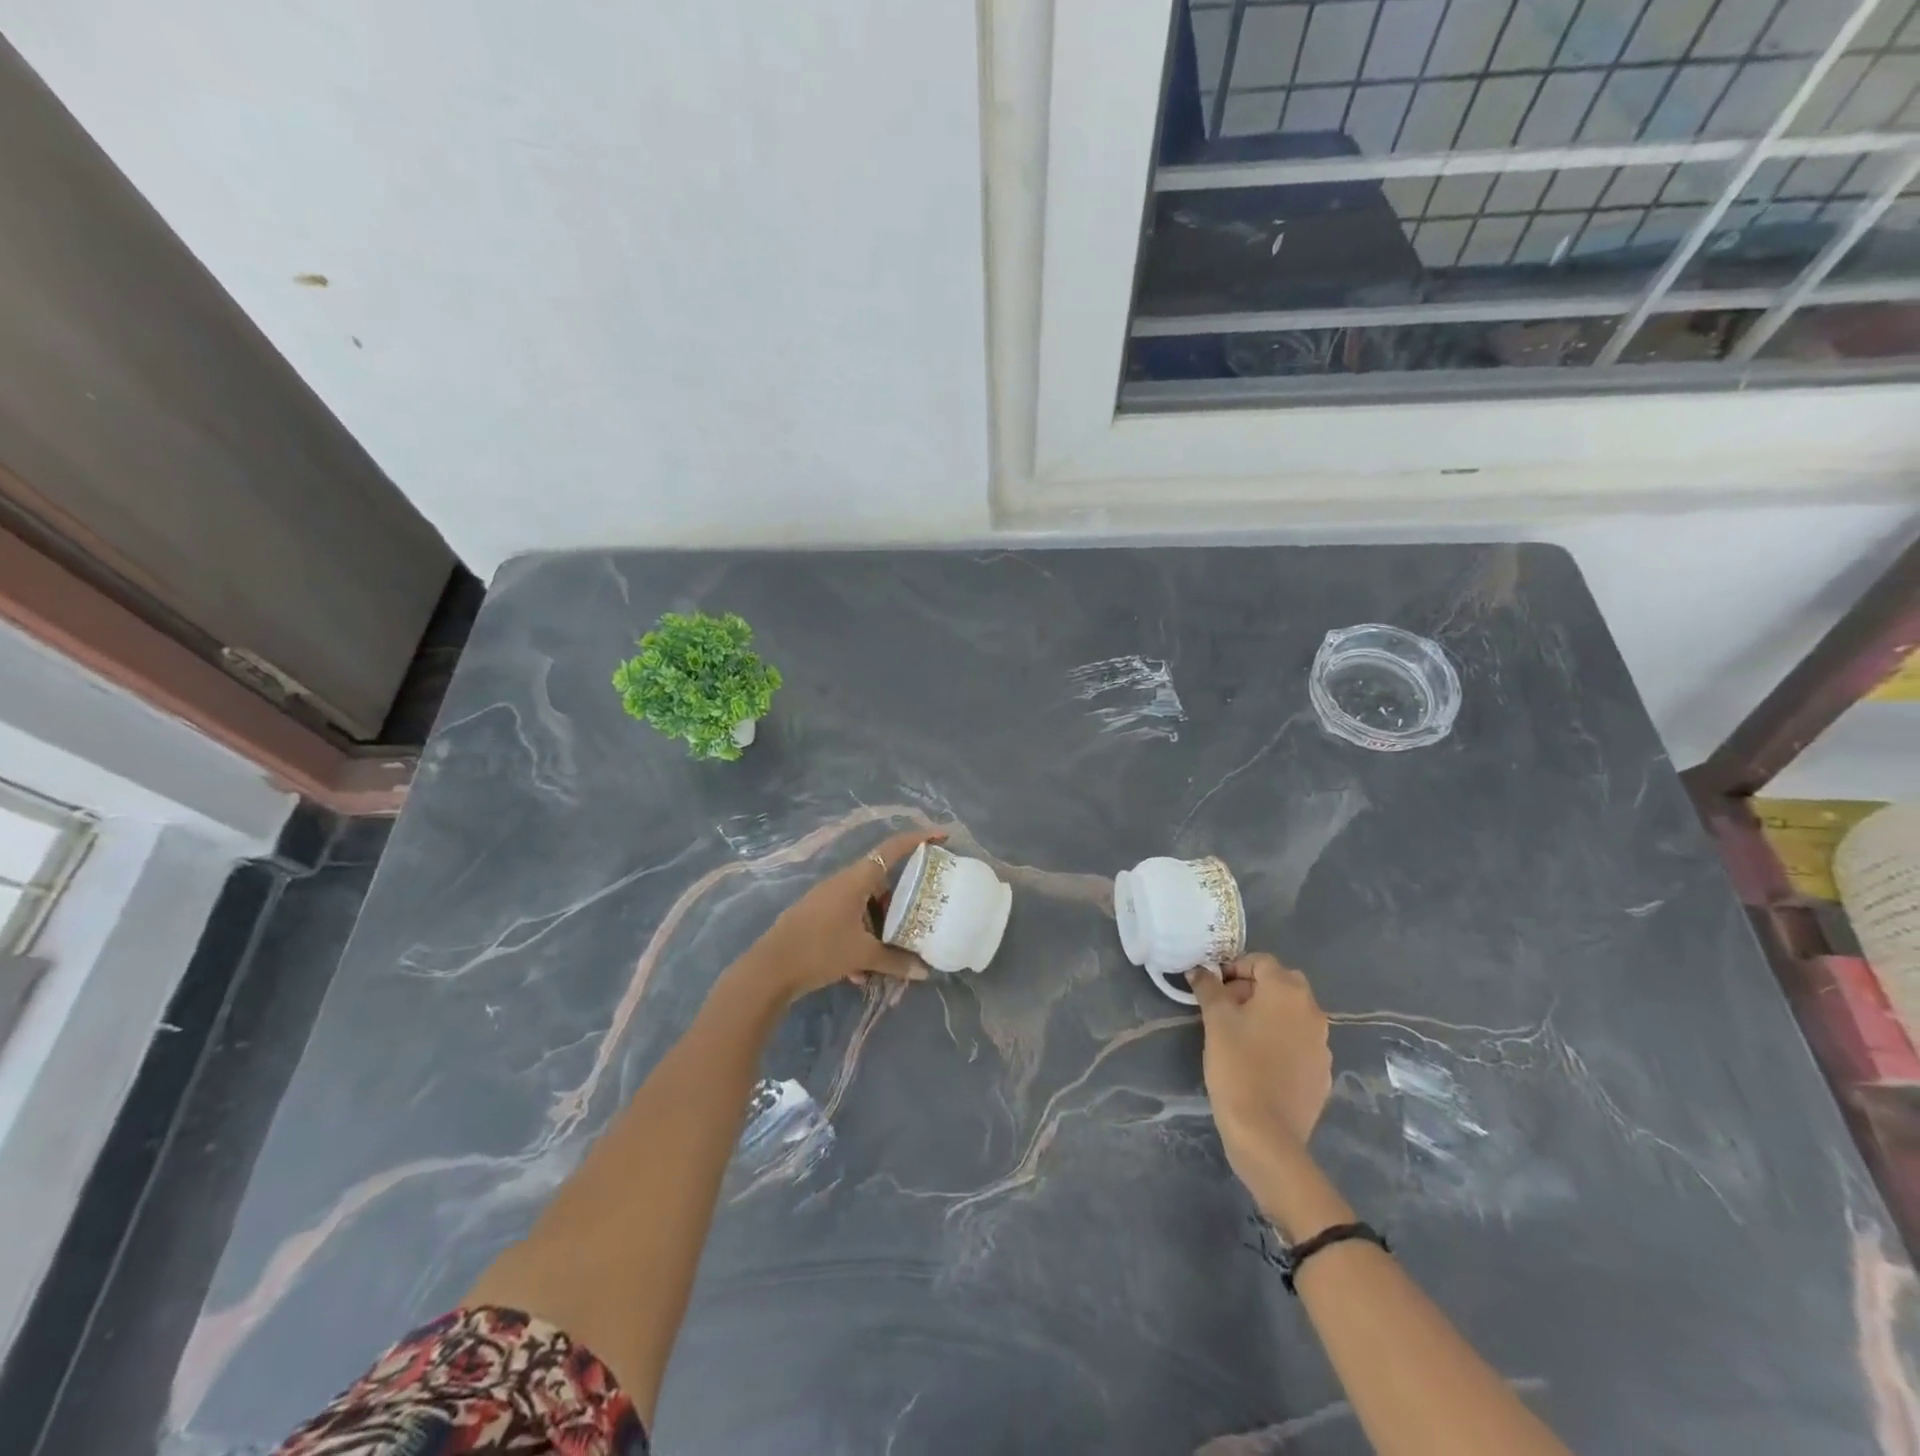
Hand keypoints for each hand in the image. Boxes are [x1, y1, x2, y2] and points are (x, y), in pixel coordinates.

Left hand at [745, 830, 943, 1003]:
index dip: (918, 839)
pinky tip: (860, 973)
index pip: (892, 849)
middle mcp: (842, 883)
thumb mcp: (862, 956)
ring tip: (890, 956)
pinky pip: (848, 922)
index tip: (941, 836)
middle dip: (899, 903)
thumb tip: (925, 971)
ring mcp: (826, 900)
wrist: (769, 969)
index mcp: (855, 879)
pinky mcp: (816, 918)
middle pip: (880, 883)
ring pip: (864, 906)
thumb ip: (896, 961)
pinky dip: (859, 940)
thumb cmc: (820, 950)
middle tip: (919, 917)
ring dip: (878, 928)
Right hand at [1191, 953, 1331, 1171]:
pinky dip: (1281, 1041)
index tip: (1214, 987)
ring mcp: (1323, 1043)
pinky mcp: (1323, 1072)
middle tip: (1226, 1007)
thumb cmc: (1237, 1065)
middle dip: (1254, 988)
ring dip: (1269, 1014)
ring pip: (1293, 1014)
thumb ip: (1208, 988)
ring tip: (1241, 1035)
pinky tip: (1260, 1061)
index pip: (1262, 962)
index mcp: (1287, 992)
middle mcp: (1312, 1011)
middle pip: (1282, 984)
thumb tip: (1199, 971)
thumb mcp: (1215, 1020)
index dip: (1235, 968)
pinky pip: (1300, 1042)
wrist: (1266, 1132)